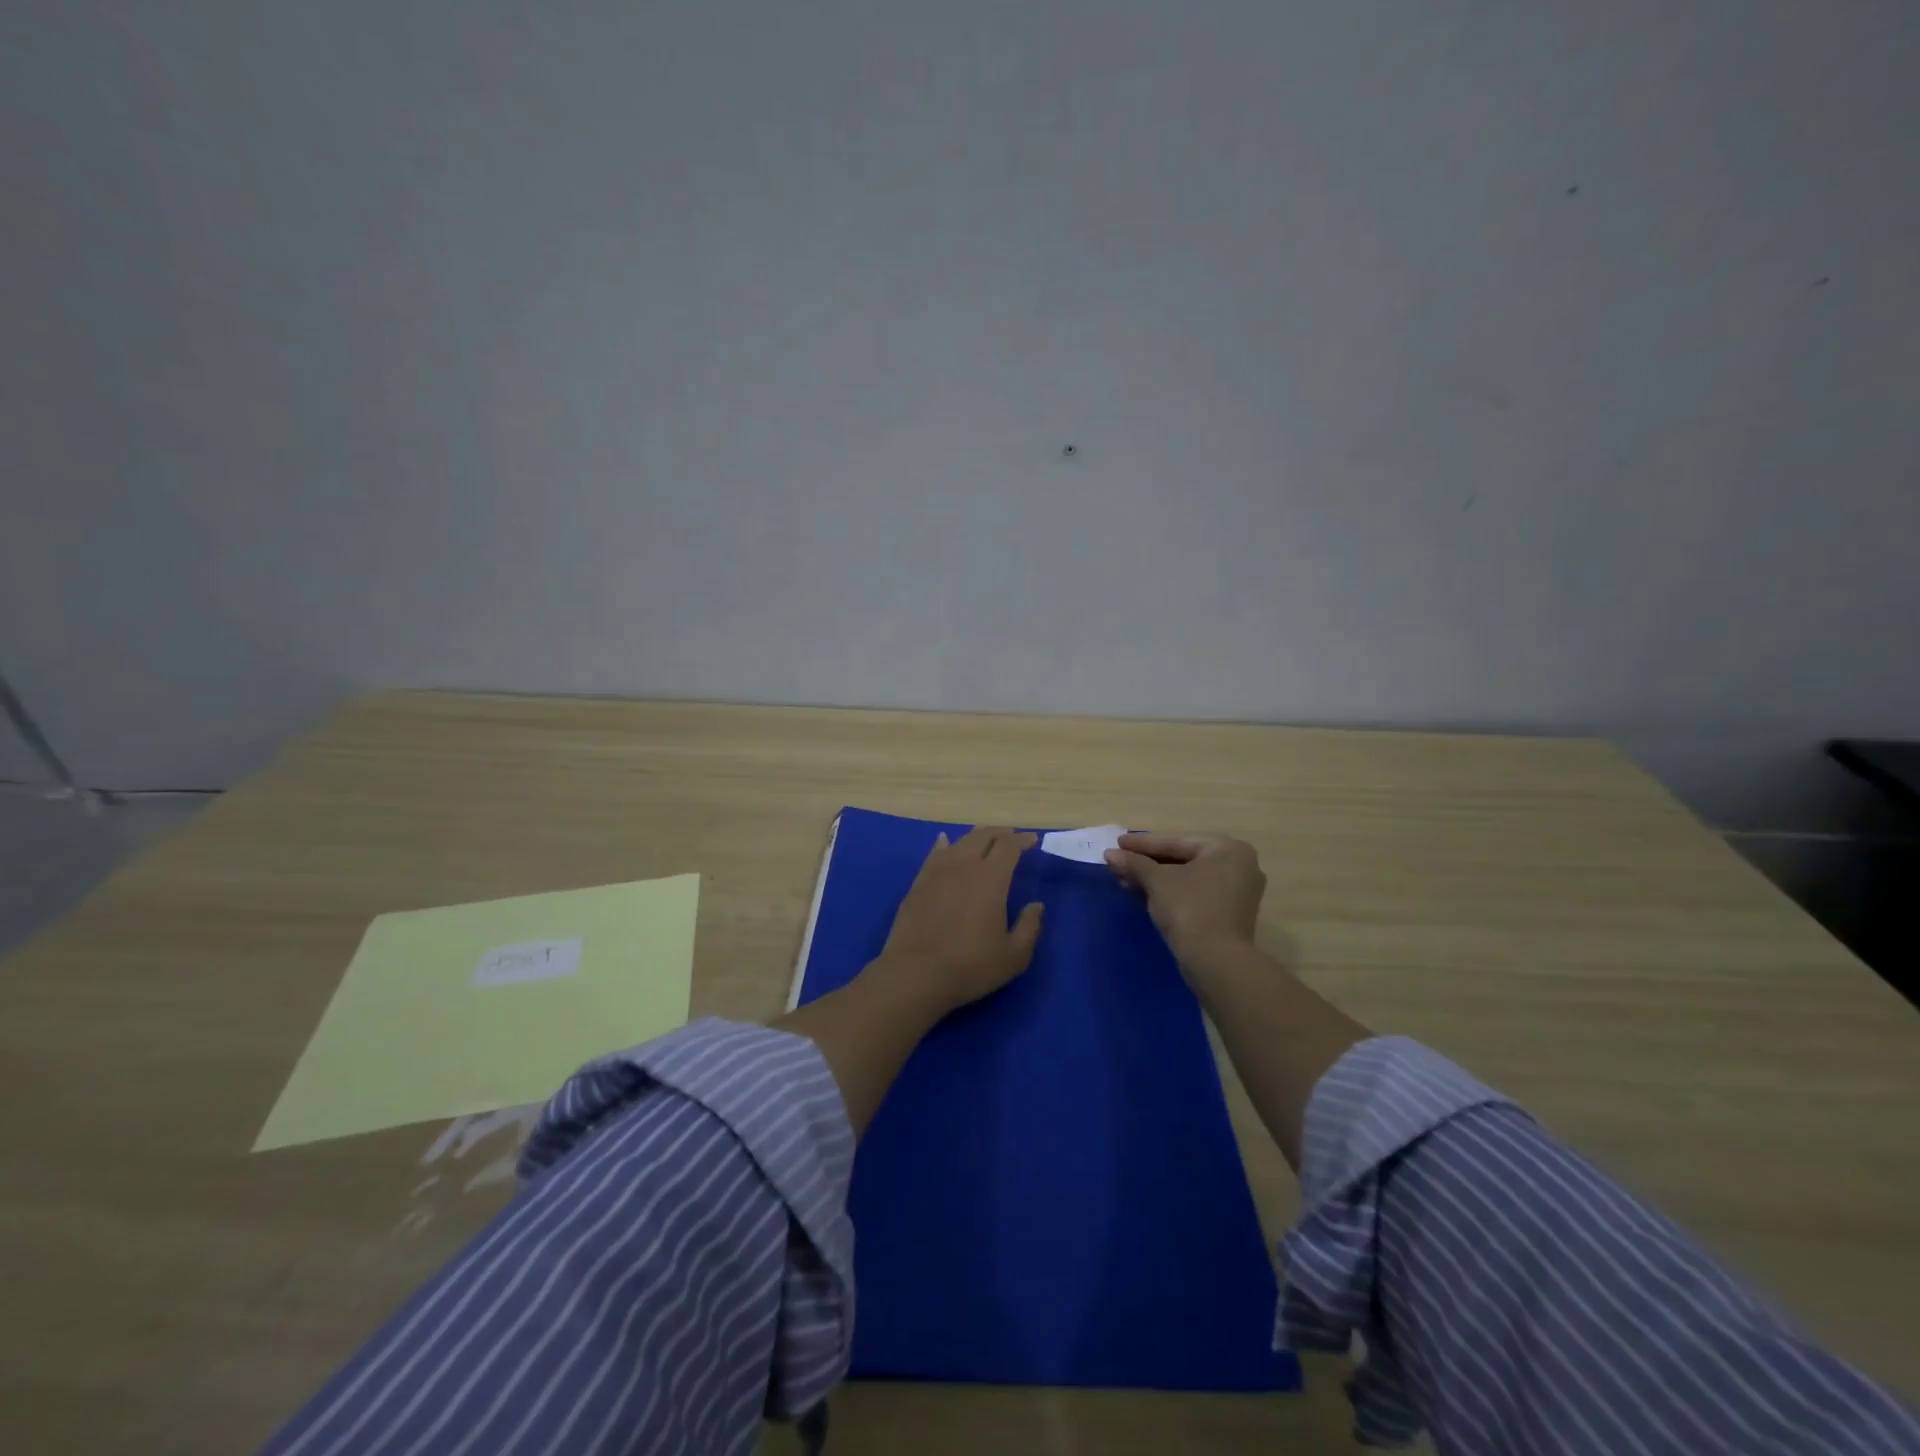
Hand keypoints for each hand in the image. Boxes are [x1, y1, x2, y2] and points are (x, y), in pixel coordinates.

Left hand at [873, 826, 1044, 1016]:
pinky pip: (934, 854)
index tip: (1032, 840)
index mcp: (991, 878)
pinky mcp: (918, 882)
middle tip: (1011, 836)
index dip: (1022, 840)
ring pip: (959, 842)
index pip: (1009, 846)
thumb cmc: (970, 966)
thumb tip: (1036, 905)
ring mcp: (937, 871)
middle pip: (983, 836)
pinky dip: (944, 845)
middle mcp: (964, 865)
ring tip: (984, 839)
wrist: (915, 974)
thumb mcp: (1013, 956)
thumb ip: (1030, 927)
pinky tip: (944, 843)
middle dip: (1000, 833)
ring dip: (975, 837)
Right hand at [1104, 832, 1265, 964]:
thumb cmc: (1189, 908)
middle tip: (1119, 862)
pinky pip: (1196, 893)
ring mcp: (1238, 891)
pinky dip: (1172, 892)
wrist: (1216, 961)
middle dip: (1148, 863)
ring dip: (1155, 879)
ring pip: (1188, 877)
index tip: (1118, 842)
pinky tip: (1144, 895)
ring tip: (1125, 881)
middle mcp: (1239, 865)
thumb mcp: (1157, 881)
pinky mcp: (1231, 914)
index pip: (1176, 841)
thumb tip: (1110, 855)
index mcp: (1227, 848)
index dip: (1143, 843)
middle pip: (1183, 858)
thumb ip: (1134, 863)